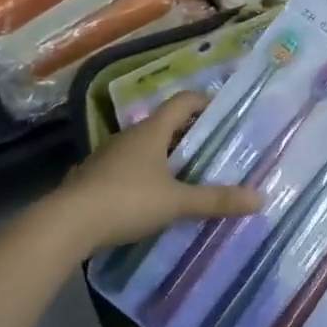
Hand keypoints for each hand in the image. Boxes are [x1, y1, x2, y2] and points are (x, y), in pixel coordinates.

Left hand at [49, 92, 263, 255]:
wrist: (66, 225)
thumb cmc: (126, 201)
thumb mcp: (177, 202)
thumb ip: (216, 200)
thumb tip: (260, 198)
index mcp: (151, 131)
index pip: (183, 102)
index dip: (204, 103)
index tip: (224, 114)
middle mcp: (129, 136)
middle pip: (165, 124)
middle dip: (189, 134)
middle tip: (214, 149)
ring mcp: (108, 156)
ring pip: (145, 147)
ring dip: (166, 156)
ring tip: (188, 174)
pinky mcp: (94, 178)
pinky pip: (128, 168)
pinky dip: (145, 175)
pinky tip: (153, 197)